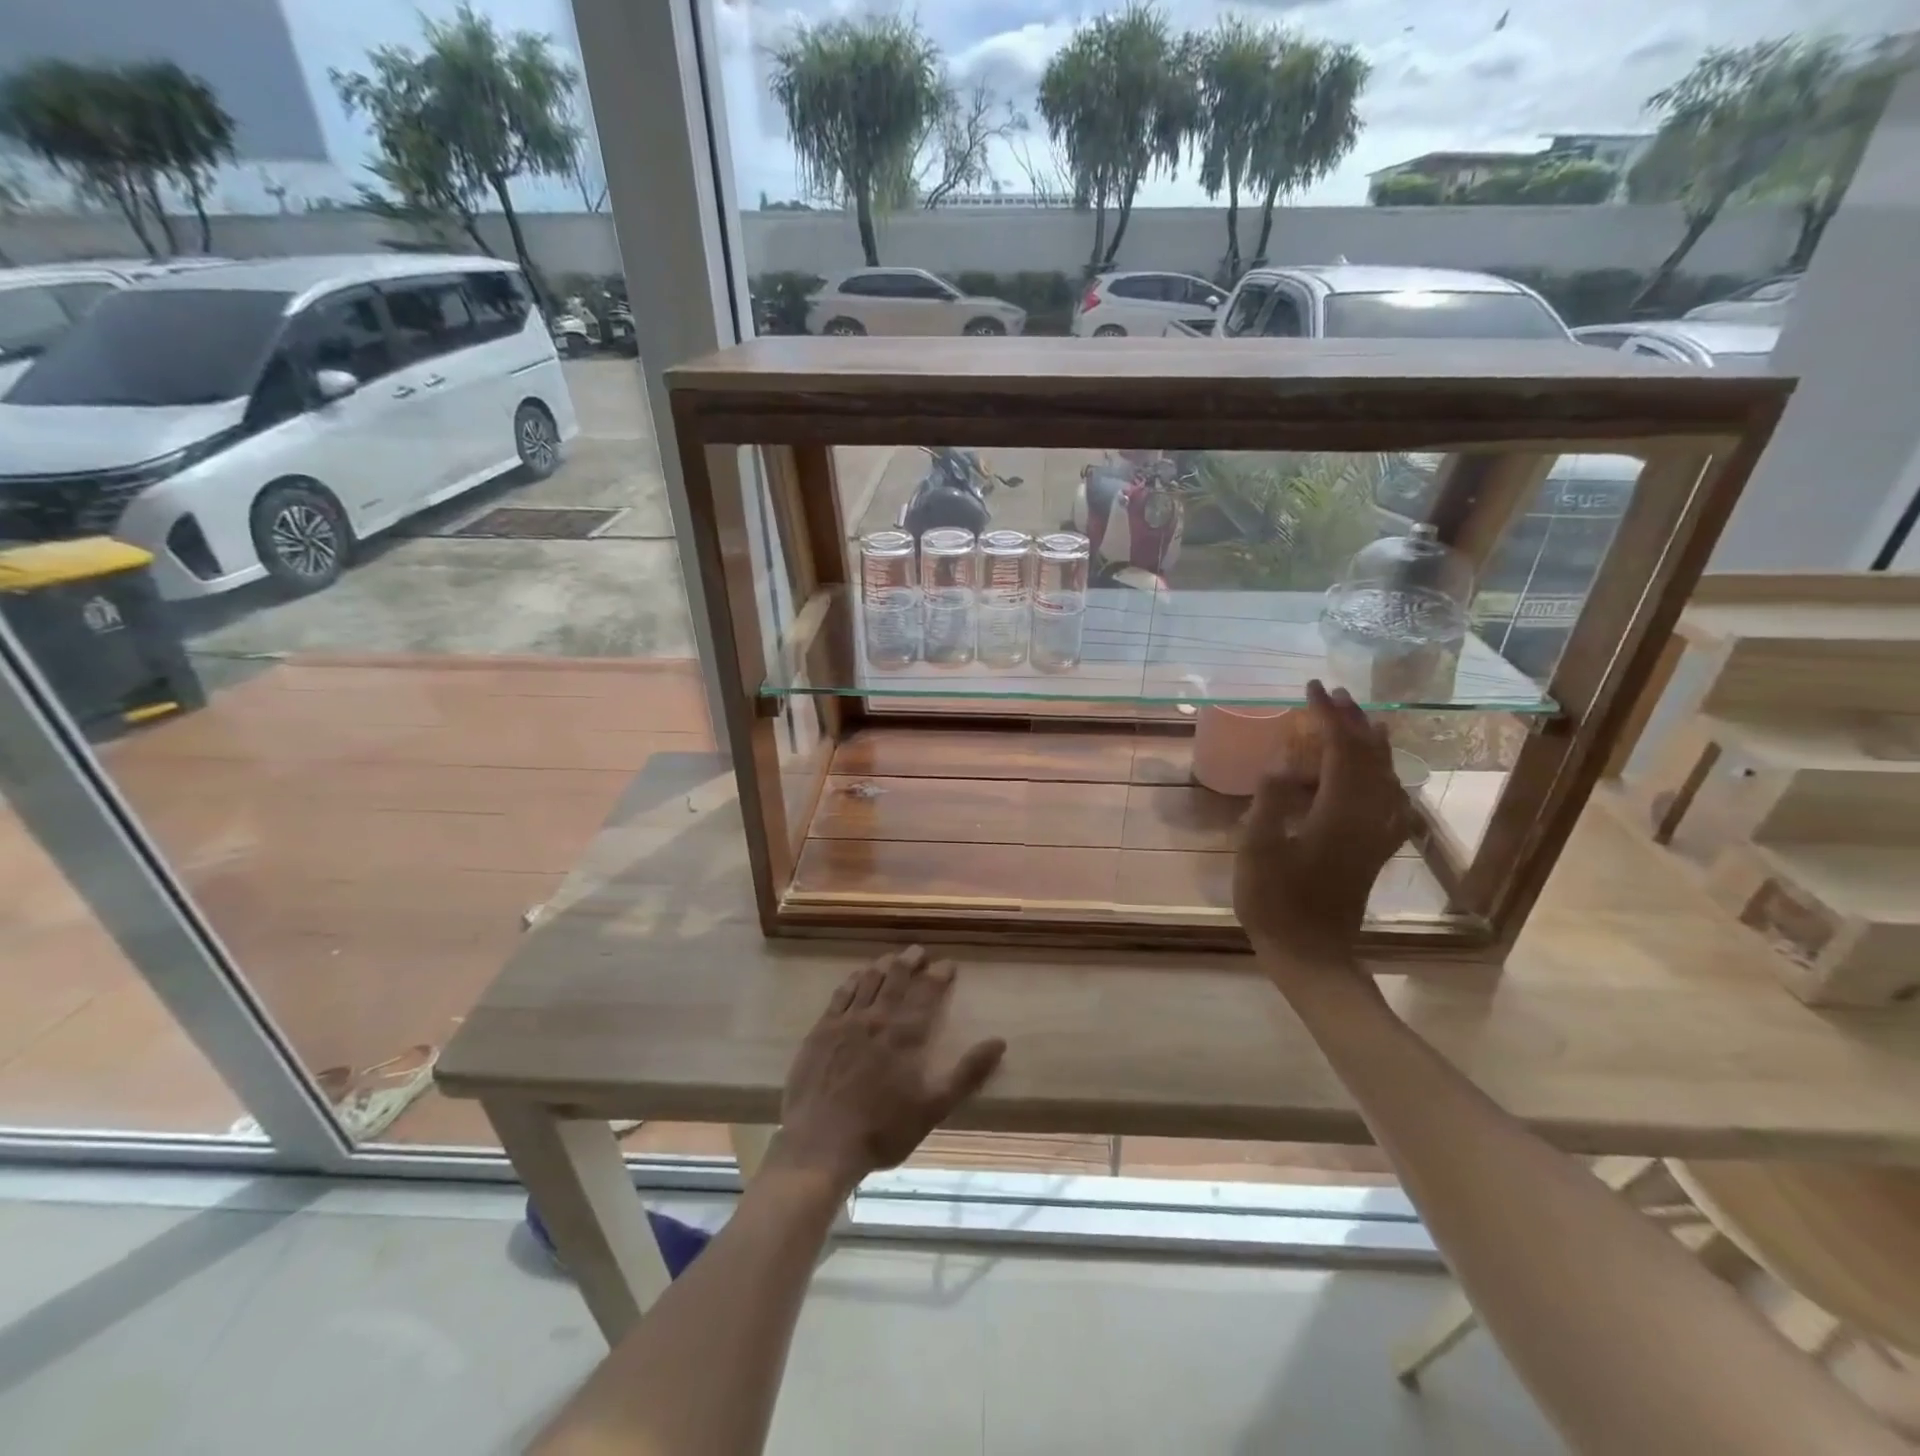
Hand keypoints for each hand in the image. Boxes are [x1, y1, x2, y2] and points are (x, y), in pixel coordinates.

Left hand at [774, 947, 1005, 1190]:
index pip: (927, 991)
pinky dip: (853, 980)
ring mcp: (845, 1021)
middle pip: (896, 977)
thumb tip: (999, 1041)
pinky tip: (856, 977)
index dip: (940, 974)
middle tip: (920, 951)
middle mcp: (877, 1017)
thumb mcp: (934, 1107)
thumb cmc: (883, 1129)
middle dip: (911, 960)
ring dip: (883, 965)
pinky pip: (840, 994)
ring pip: (868, 980)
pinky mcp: (820, 1031)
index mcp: (906, 1033)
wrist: (821, 1143)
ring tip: (892, 958)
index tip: (949, 964)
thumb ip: (968, 1073)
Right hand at [1234, 680, 1411, 971]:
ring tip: (1358, 718)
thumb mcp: (1256, 850)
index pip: (1342, 748)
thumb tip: (1284, 763)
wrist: (1312, 952)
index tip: (1311, 688)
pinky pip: (1391, 799)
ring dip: (1371, 741)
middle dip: (1352, 719)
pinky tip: (1381, 773)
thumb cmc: (1275, 902)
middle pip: (1371, 755)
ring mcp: (1378, 833)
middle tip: (1331, 694)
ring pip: (1387, 774)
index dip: (1328, 714)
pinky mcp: (1377, 848)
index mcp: (1339, 813)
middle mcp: (1368, 816)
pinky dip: (1385, 774)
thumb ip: (1270, 800)